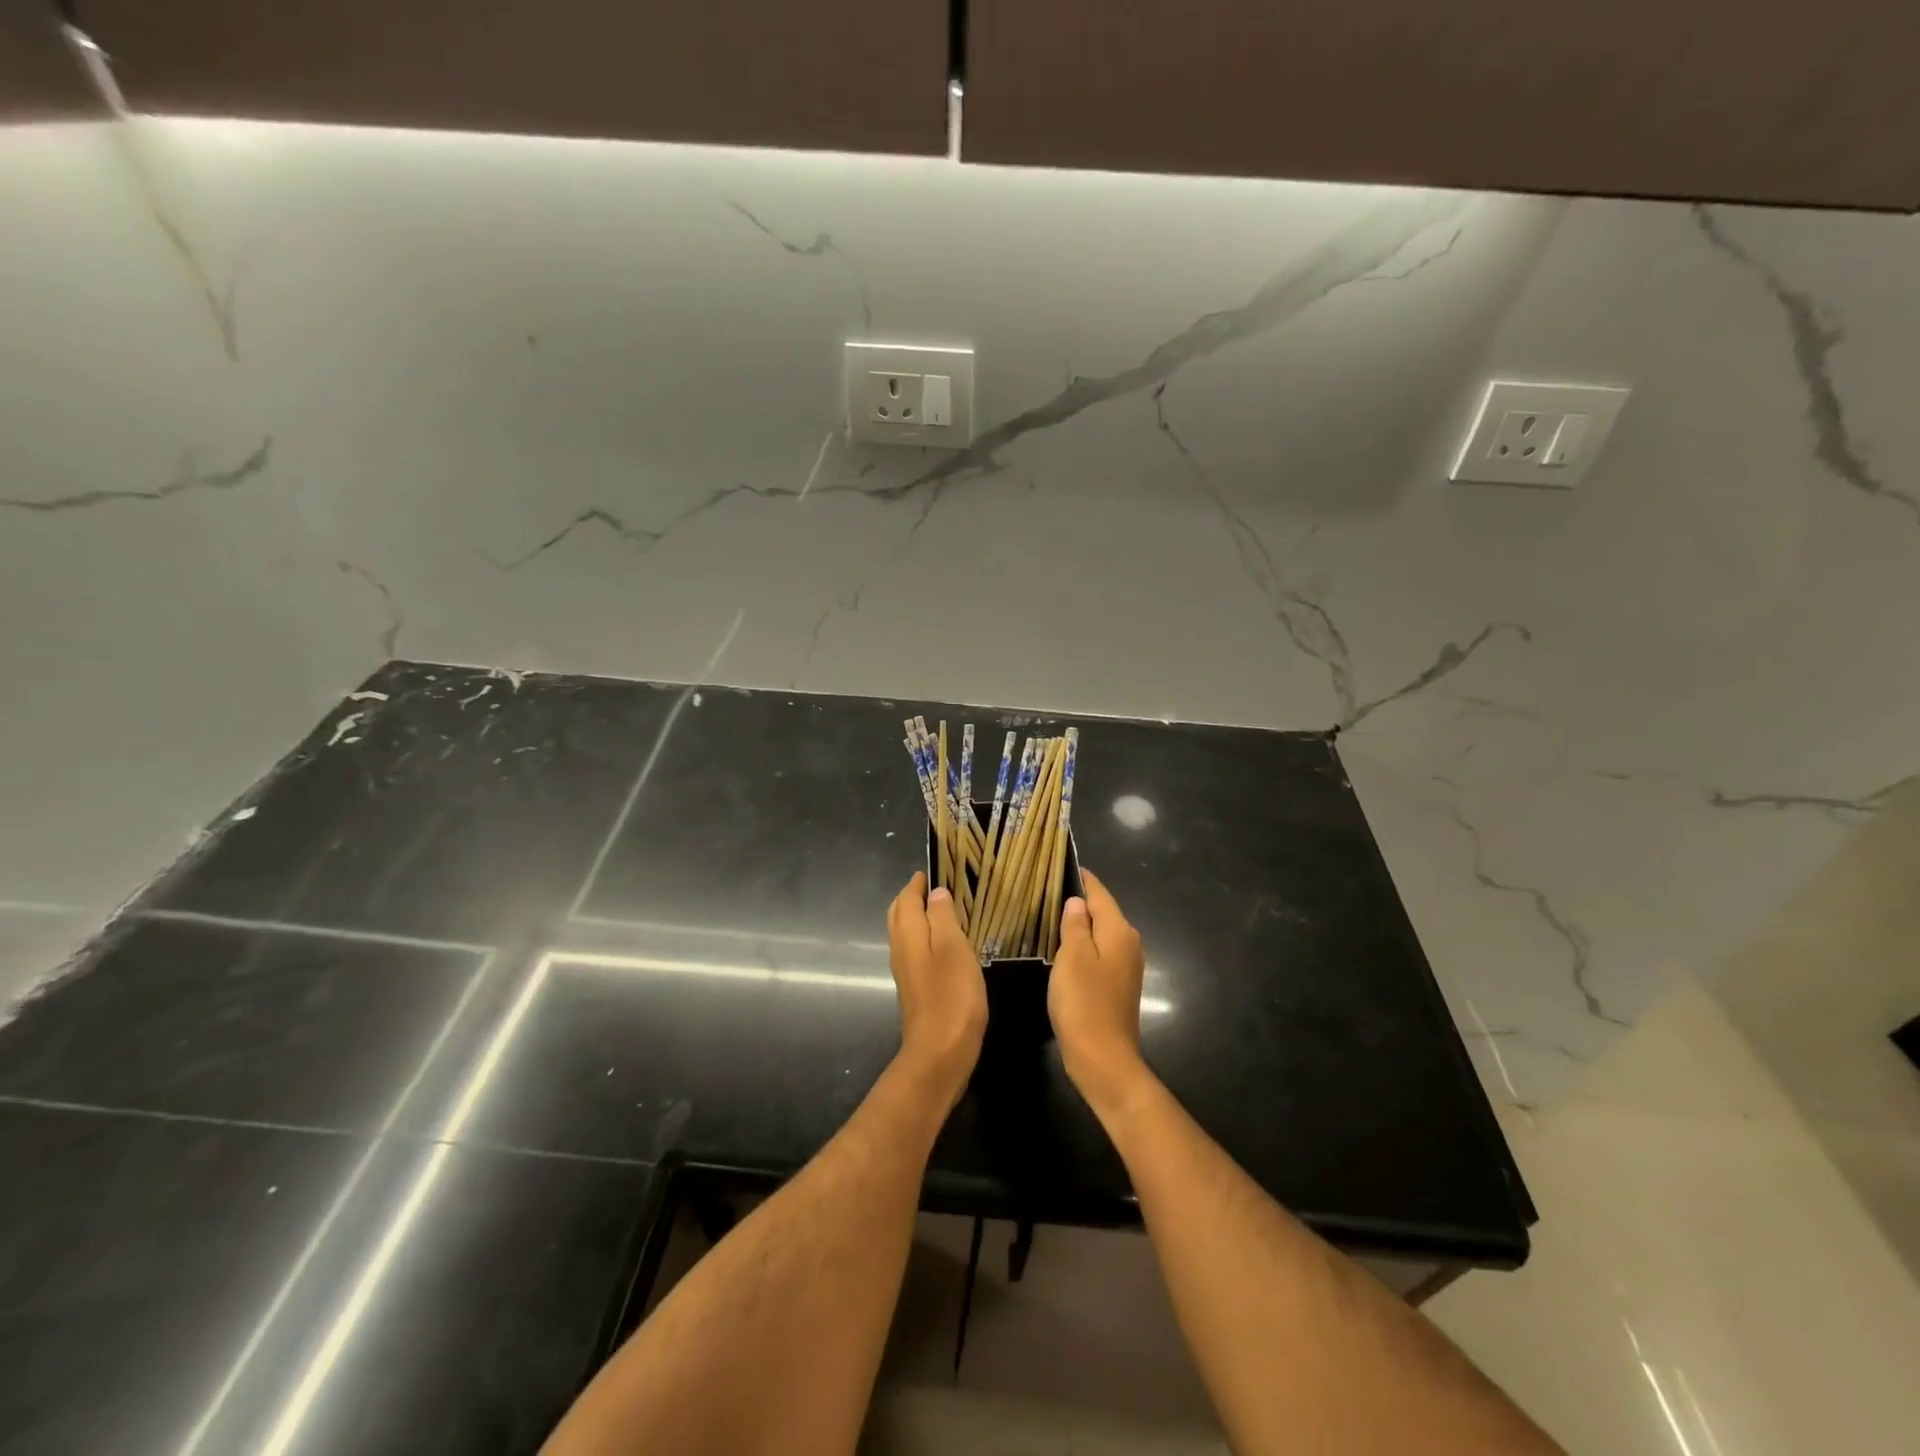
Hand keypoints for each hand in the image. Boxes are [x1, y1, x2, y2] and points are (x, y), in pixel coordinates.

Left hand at [887, 872, 987, 1107]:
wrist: (939, 1054)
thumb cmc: (951, 996)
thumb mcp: (954, 949)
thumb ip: (944, 918)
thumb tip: (935, 893)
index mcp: (909, 936)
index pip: (906, 900)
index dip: (916, 884)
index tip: (930, 870)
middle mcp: (901, 951)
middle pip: (899, 916)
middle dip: (911, 898)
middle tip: (932, 886)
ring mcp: (907, 973)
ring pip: (905, 934)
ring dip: (917, 917)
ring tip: (941, 909)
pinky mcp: (916, 990)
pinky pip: (915, 952)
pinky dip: (925, 937)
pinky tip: (944, 944)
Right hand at [1050, 869, 1150, 1118]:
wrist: (1103, 1059)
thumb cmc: (1084, 1003)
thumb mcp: (1072, 958)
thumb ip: (1075, 925)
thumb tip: (1077, 901)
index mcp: (1119, 931)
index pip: (1099, 892)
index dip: (1080, 877)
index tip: (1057, 863)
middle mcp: (1129, 943)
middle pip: (1102, 911)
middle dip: (1078, 899)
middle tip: (1044, 888)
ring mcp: (1126, 965)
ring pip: (1100, 933)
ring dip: (1079, 924)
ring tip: (1048, 913)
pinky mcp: (1118, 984)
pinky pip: (1099, 952)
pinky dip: (1082, 945)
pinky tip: (1061, 948)